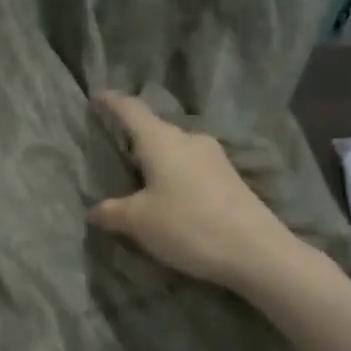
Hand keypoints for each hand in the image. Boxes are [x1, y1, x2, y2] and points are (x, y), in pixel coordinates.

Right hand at [89, 90, 310, 294]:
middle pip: (155, 129)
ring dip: (156, 158)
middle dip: (134, 135)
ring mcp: (214, 157)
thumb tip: (93, 210)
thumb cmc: (188, 225)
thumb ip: (111, 212)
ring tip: (139, 175)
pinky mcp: (229, 178)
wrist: (257, 252)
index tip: (97, 98)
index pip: (131, 110)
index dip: (112, 102)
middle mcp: (189, 140)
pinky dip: (174, 173)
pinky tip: (169, 194)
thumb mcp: (138, 222)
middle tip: (114, 147)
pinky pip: (191, 166)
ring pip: (175, 149)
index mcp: (161, 140)